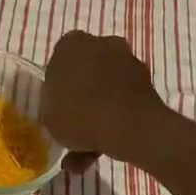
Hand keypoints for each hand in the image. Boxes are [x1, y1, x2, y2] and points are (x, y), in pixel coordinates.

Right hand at [41, 32, 169, 163]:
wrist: (128, 124)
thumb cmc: (78, 113)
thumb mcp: (48, 115)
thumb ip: (52, 108)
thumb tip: (62, 111)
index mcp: (71, 44)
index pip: (58, 63)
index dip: (57, 88)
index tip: (57, 108)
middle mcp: (101, 43)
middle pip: (86, 72)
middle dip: (82, 97)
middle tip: (74, 126)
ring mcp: (127, 60)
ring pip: (108, 88)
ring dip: (100, 113)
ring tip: (90, 151)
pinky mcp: (148, 81)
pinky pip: (125, 100)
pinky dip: (118, 120)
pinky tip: (107, 149)